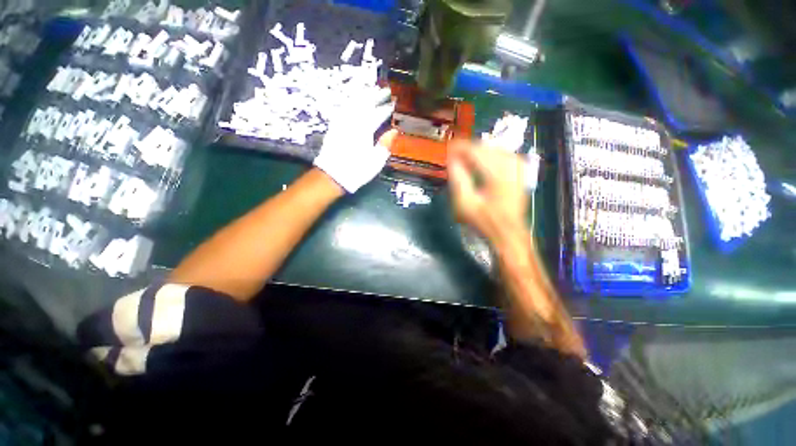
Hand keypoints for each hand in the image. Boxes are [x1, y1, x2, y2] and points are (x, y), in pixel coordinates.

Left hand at [314, 86, 396, 192]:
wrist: (333, 175)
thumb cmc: (357, 170)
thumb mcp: (376, 161)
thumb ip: (385, 144)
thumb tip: (394, 131)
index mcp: (365, 130)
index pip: (378, 114)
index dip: (386, 108)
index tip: (393, 103)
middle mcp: (353, 121)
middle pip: (365, 103)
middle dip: (376, 95)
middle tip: (385, 90)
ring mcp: (342, 122)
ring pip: (353, 102)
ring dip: (363, 94)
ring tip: (371, 89)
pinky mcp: (334, 125)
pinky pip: (343, 107)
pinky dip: (350, 101)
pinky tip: (353, 100)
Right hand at [448, 140, 529, 246]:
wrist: (507, 233)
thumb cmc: (483, 221)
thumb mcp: (465, 203)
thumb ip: (458, 179)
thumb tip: (452, 160)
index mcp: (497, 174)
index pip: (476, 151)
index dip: (461, 147)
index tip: (448, 148)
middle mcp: (510, 167)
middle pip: (487, 148)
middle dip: (469, 148)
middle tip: (454, 154)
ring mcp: (518, 170)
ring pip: (497, 150)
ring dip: (480, 151)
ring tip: (466, 157)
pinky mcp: (520, 174)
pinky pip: (506, 156)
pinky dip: (493, 155)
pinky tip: (486, 160)